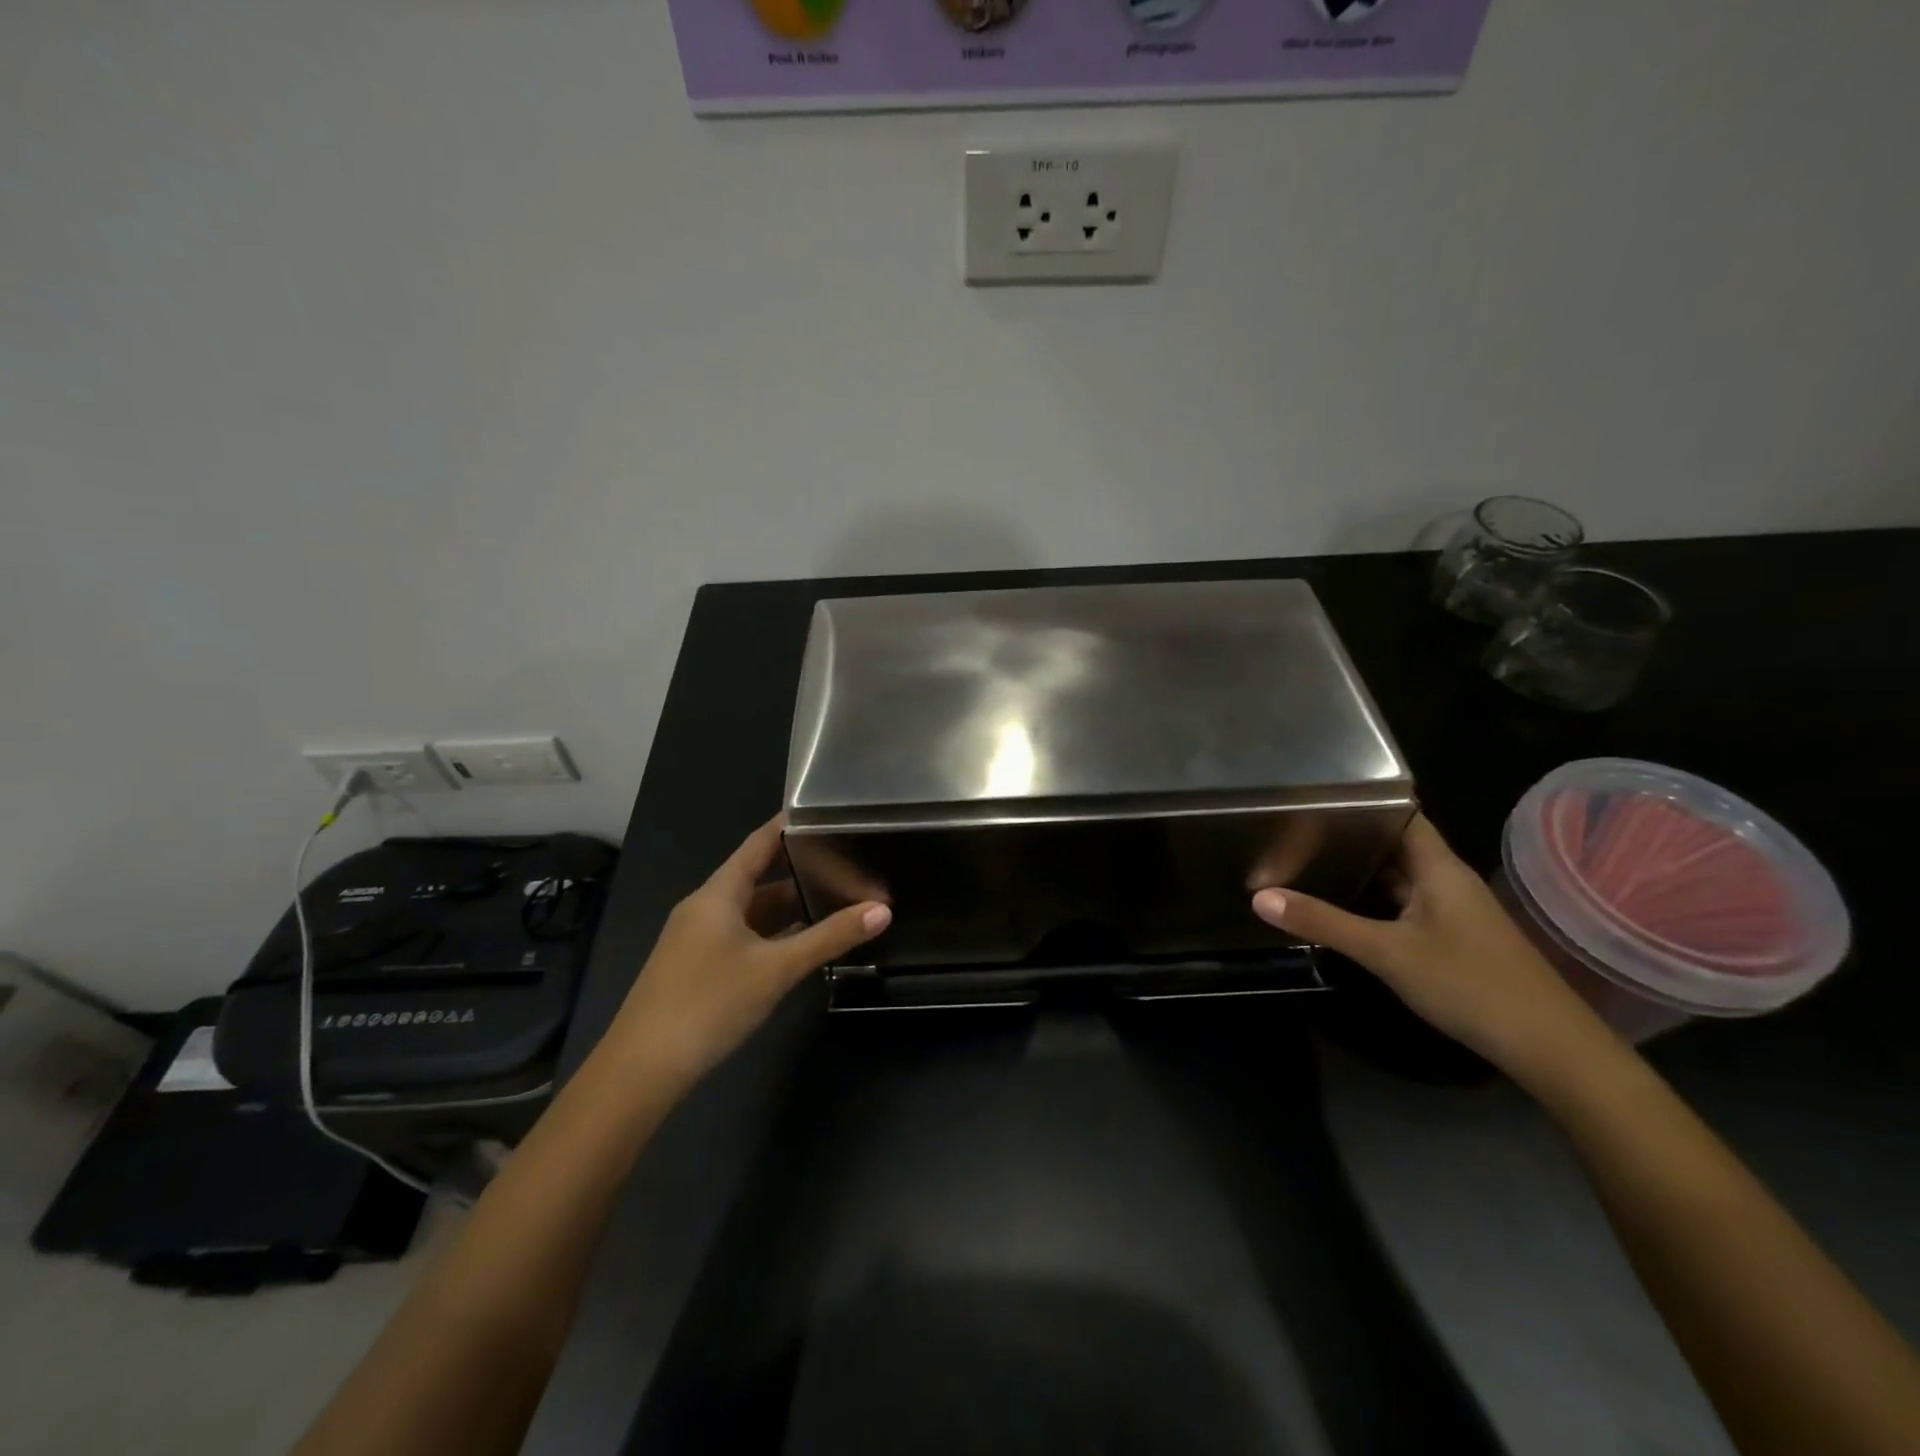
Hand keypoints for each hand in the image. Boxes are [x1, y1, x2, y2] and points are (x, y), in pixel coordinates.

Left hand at [603, 816, 889, 1092]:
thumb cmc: (710, 1003)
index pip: (757, 844)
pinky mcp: (696, 966)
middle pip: (756, 877)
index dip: (786, 825)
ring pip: (750, 911)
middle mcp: (704, 908)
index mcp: (717, 894)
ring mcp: (696, 939)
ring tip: (834, 899)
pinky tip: (799, 944)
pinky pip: (741, 935)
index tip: (821, 811)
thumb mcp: (777, 969)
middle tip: (844, 860)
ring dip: (787, 906)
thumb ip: (830, 938)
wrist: (642, 1070)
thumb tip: (882, 910)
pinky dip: (772, 933)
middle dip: (798, 870)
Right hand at [1251, 814, 1614, 1081]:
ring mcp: (1453, 910)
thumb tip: (1258, 896)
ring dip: (1360, 869)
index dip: (1362, 800)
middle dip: (1349, 836)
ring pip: (1400, 877)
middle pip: (1394, 844)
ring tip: (1305, 860)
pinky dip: (1374, 899)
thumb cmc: (1470, 984)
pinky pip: (1406, 904)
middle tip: (1293, 829)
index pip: (1399, 813)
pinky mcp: (1454, 937)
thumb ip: (1324, 922)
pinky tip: (1343, 906)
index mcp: (1438, 867)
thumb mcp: (1387, 953)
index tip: (1313, 796)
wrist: (1551, 1048)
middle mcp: (1447, 880)